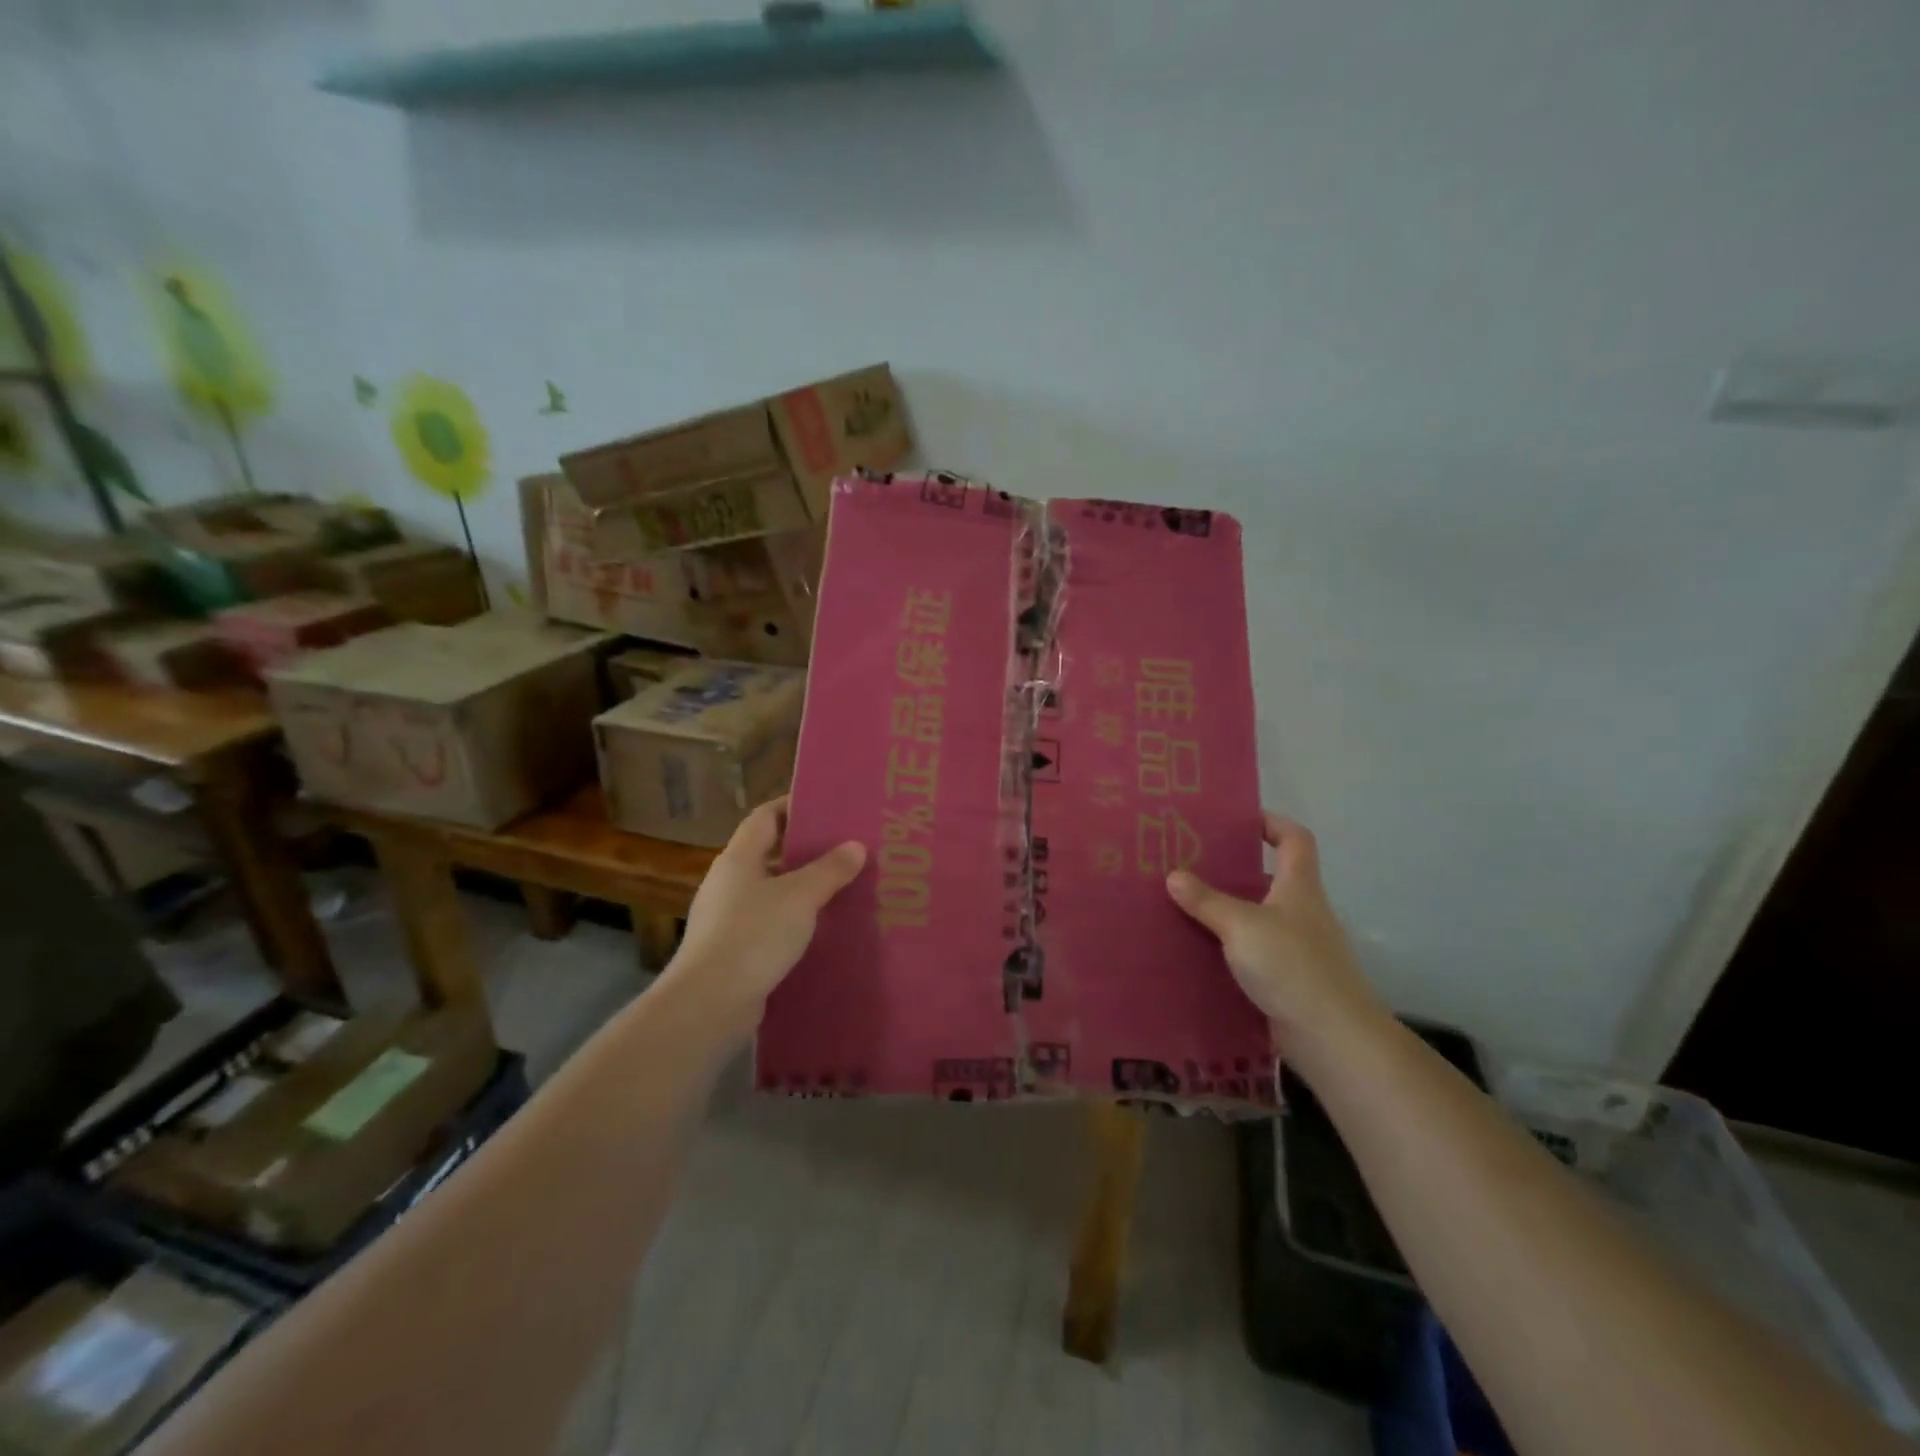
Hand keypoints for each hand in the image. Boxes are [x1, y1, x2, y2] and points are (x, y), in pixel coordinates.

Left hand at [663, 798, 865, 1035]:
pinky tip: (821, 931)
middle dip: (805, 850)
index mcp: (739, 858)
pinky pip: (769, 923)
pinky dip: (794, 921)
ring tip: (841, 888)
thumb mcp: (801, 897)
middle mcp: (728, 882)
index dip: (793, 806)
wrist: (709, 1003)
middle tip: (845, 849)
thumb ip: (830, 870)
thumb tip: (856, 845)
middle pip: (769, 853)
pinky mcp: (732, 950)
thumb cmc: (754, 935)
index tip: (826, 806)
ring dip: (802, 888)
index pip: (765, 817)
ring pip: (771, 891)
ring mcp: (726, 918)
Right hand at [1166, 813, 1390, 1064]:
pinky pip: (1249, 953)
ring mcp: (1295, 948)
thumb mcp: (1242, 926)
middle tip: (1188, 863)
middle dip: (1232, 870)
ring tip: (1181, 905)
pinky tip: (1194, 951)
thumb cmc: (1292, 966)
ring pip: (1255, 918)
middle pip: (1268, 878)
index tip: (1237, 819)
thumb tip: (1174, 875)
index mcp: (1299, 887)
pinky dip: (1225, 949)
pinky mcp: (1284, 980)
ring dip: (1223, 912)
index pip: (1295, 839)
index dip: (1272, 823)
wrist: (1332, 1038)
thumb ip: (1207, 901)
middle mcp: (1300, 912)